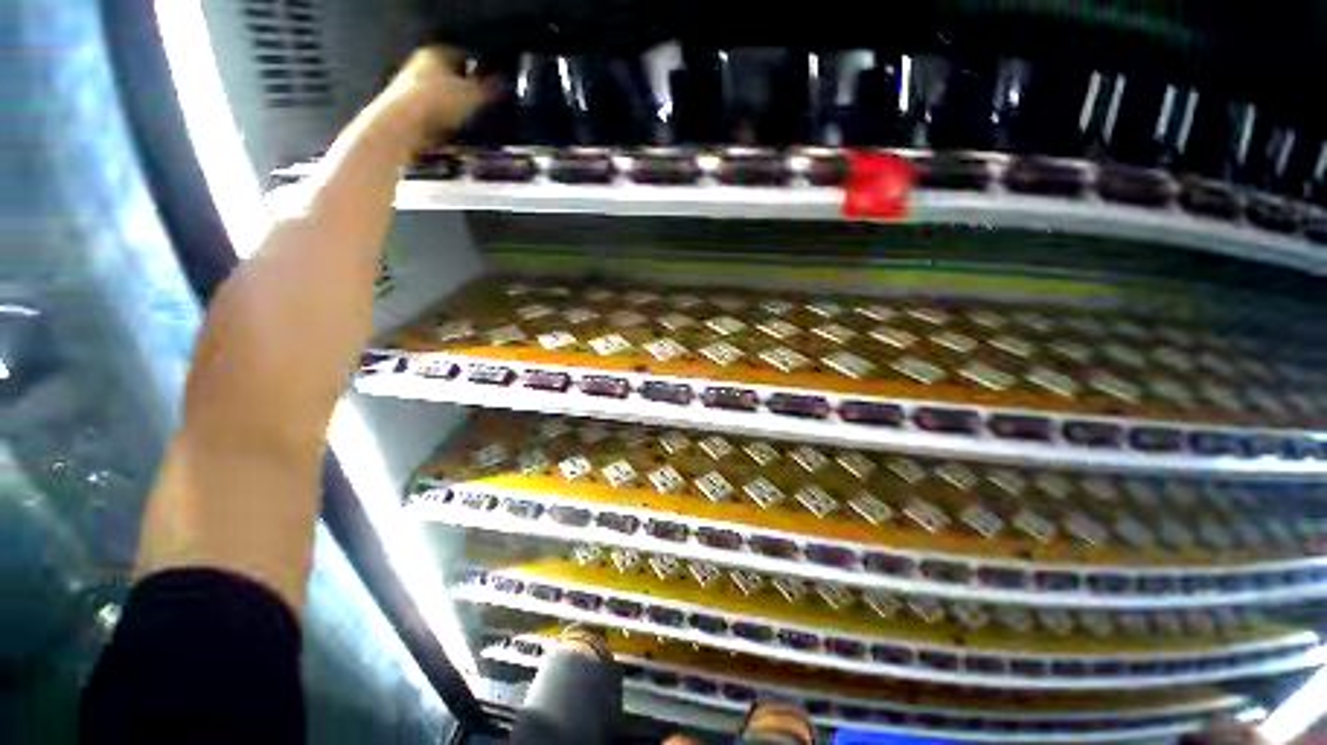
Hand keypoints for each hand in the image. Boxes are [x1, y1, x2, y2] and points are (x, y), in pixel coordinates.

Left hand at [384, 45, 496, 135]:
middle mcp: (421, 64)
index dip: (481, 68)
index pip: (464, 55)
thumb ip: (491, 89)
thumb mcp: (473, 95)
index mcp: (437, 53)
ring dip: (455, 105)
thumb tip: (504, 84)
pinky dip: (445, 120)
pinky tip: (455, 130)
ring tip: (471, 119)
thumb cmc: (438, 101)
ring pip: (442, 93)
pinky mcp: (408, 109)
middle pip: (450, 74)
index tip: (493, 82)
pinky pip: (434, 112)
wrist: (404, 124)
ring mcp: (411, 87)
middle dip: (467, 87)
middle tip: (483, 102)